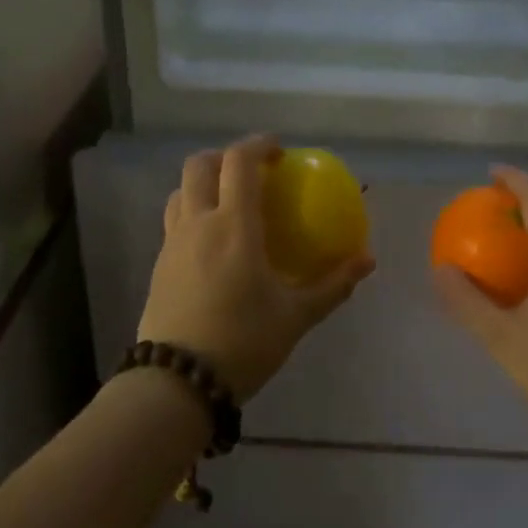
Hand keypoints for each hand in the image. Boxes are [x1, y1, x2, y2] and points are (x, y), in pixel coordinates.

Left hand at [137, 136, 374, 400]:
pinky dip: (193, 213)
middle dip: (225, 157)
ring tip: (228, 203)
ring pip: (180, 192)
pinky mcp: (158, 265)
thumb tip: (368, 260)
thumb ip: (333, 285)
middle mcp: (197, 223)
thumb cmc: (242, 342)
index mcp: (233, 226)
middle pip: (199, 165)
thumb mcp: (295, 316)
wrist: (177, 382)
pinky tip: (212, 245)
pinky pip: (174, 222)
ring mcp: (172, 243)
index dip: (258, 144)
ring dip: (204, 184)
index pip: (240, 162)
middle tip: (251, 172)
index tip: (279, 150)